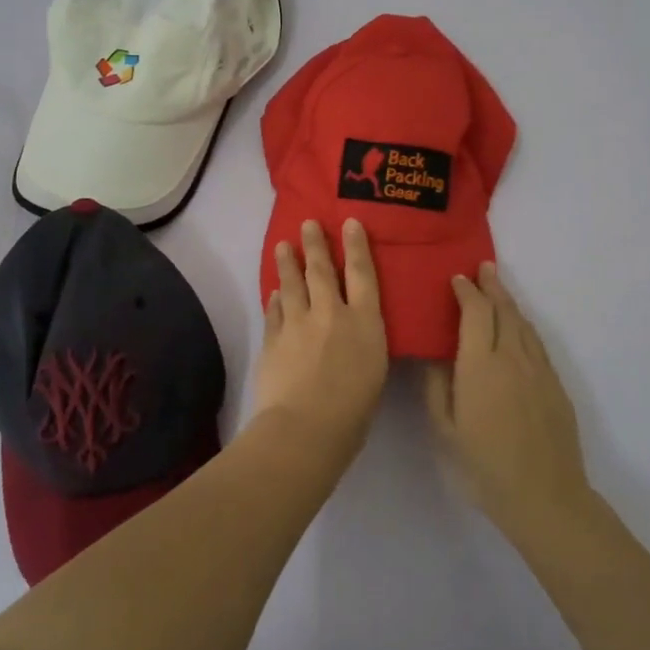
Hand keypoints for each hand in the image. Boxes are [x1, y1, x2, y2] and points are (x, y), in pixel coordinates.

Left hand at [252, 218, 388, 458]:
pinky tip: (274, 292)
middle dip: (316, 244)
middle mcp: (331, 313)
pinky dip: (275, 299)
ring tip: (283, 246)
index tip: (350, 222)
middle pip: (322, 270)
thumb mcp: (375, 371)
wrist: (306, 427)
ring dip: (288, 263)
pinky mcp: (274, 339)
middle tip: (308, 224)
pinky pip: (275, 311)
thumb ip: (364, 343)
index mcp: (365, 323)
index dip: (357, 246)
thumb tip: (353, 330)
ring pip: (292, 284)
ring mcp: (298, 324)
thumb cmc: (354, 410)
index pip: (363, 274)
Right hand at [424, 262, 592, 539]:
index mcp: (481, 365)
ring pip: (524, 323)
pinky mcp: (555, 384)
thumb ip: (437, 386)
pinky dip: (524, 325)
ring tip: (498, 288)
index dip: (466, 291)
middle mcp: (512, 357)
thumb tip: (434, 355)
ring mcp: (539, 369)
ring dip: (509, 301)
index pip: (476, 312)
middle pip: (504, 309)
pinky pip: (537, 342)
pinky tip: (519, 327)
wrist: (545, 496)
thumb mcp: (446, 429)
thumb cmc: (485, 465)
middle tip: (483, 268)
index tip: (457, 279)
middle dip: (492, 286)